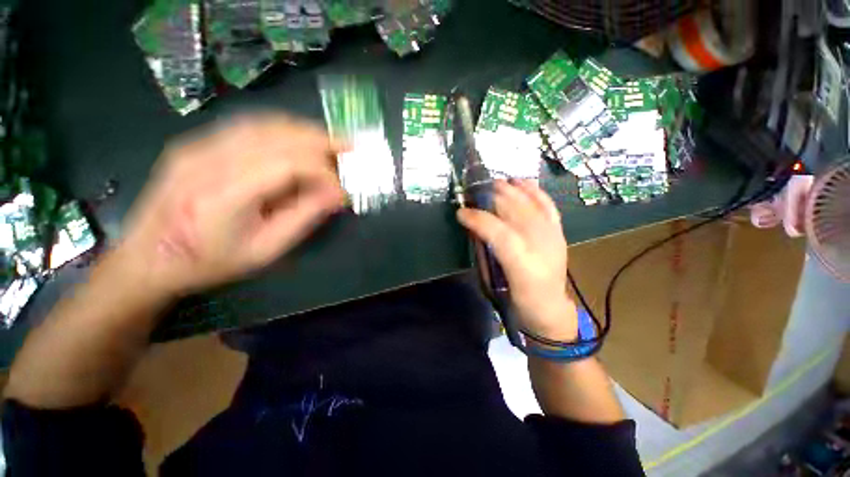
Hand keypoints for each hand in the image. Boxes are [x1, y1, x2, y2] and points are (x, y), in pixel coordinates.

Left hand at [109, 114, 345, 299]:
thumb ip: (304, 218)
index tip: (342, 190)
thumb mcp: (266, 250)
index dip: (323, 172)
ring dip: (304, 130)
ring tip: (331, 142)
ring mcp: (198, 145)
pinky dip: (282, 129)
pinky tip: (299, 139)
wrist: (147, 258)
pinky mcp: (196, 142)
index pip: (288, 164)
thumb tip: (336, 195)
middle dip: (321, 140)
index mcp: (224, 194)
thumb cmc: (209, 262)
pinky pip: (247, 125)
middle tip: (350, 148)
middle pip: (277, 134)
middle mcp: (208, 159)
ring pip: (263, 123)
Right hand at [457, 179, 576, 340]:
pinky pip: (547, 204)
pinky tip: (521, 182)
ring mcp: (552, 235)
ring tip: (492, 184)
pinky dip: (533, 191)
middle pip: (514, 210)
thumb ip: (483, 254)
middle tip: (473, 192)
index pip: (498, 232)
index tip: (460, 212)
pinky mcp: (558, 231)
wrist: (550, 308)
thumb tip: (473, 229)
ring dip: (509, 190)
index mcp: (521, 263)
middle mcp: (540, 245)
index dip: (477, 218)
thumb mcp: (493, 283)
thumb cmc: (518, 299)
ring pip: (529, 203)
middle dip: (491, 197)